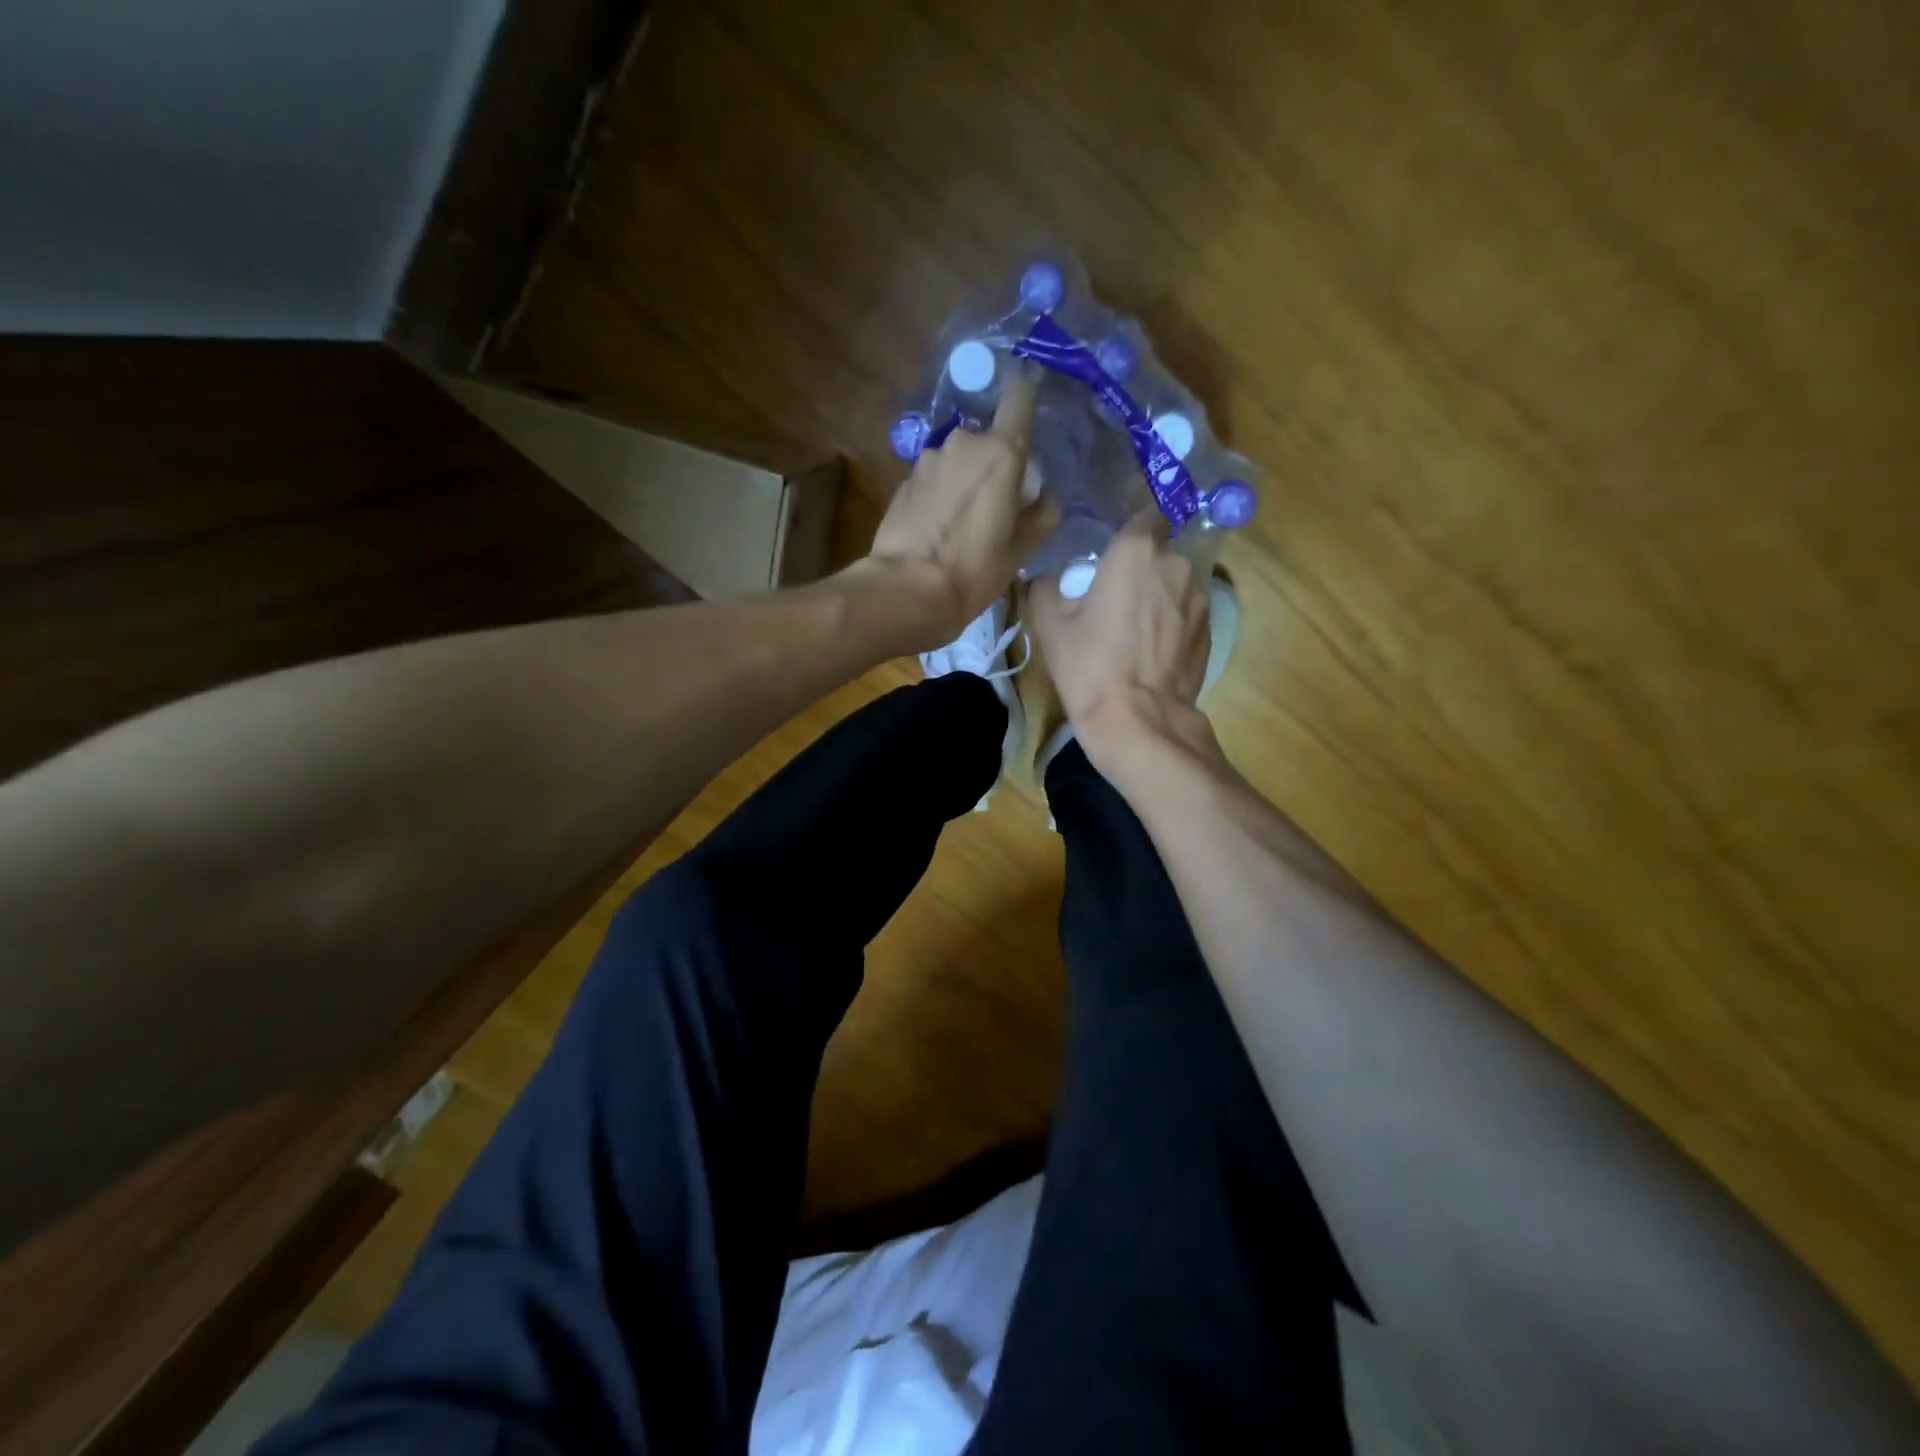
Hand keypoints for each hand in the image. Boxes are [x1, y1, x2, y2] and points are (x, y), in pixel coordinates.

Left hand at [865, 367, 1058, 644]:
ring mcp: (928, 459)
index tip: (1032, 408)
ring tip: (964, 521)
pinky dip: (941, 494)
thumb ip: (1042, 514)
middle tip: (997, 502)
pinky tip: (939, 527)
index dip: (1027, 396)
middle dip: (994, 463)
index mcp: (1001, 452)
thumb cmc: (975, 569)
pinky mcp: (904, 480)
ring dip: (965, 479)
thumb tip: (1046, 498)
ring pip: (958, 460)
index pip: (1019, 397)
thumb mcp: (1022, 549)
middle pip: (988, 439)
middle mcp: (963, 442)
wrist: (908, 589)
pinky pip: (934, 478)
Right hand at [1028, 512, 1215, 774]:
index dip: (1128, 533)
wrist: (1138, 721)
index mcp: (1137, 552)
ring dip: (1159, 596)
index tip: (1111, 555)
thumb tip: (1046, 579)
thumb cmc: (1089, 666)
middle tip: (1114, 598)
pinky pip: (1186, 613)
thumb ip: (1044, 587)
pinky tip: (1151, 651)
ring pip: (1175, 584)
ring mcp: (1199, 599)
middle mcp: (1176, 565)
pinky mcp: (1210, 631)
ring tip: (1134, 630)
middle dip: (1141, 568)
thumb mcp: (1049, 625)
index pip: (1144, 517)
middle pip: (1159, 553)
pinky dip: (1171, 623)